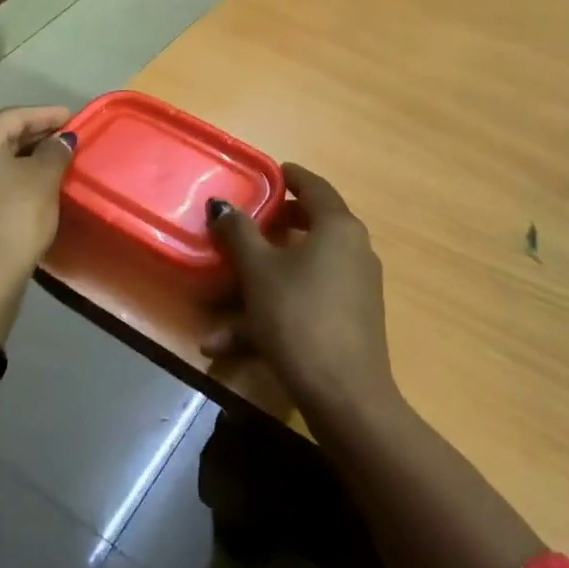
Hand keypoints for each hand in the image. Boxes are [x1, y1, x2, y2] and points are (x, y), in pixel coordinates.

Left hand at [0, 105, 75, 312]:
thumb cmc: (13, 216)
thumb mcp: (43, 178)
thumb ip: (55, 151)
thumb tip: (62, 140)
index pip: (14, 117)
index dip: (48, 116)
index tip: (75, 117)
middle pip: (0, 138)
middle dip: (36, 138)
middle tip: (68, 140)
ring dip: (24, 161)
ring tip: (57, 162)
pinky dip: (11, 181)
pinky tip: (35, 188)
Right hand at [204, 163, 396, 411]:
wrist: (344, 395)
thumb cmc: (298, 316)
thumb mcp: (259, 272)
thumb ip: (239, 233)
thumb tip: (222, 205)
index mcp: (338, 228)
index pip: (315, 187)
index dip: (290, 176)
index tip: (270, 172)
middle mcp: (353, 251)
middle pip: (308, 228)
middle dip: (269, 231)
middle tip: (244, 226)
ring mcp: (354, 289)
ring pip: (297, 275)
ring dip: (255, 289)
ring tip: (214, 309)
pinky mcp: (348, 322)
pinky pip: (303, 304)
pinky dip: (269, 316)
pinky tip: (226, 345)